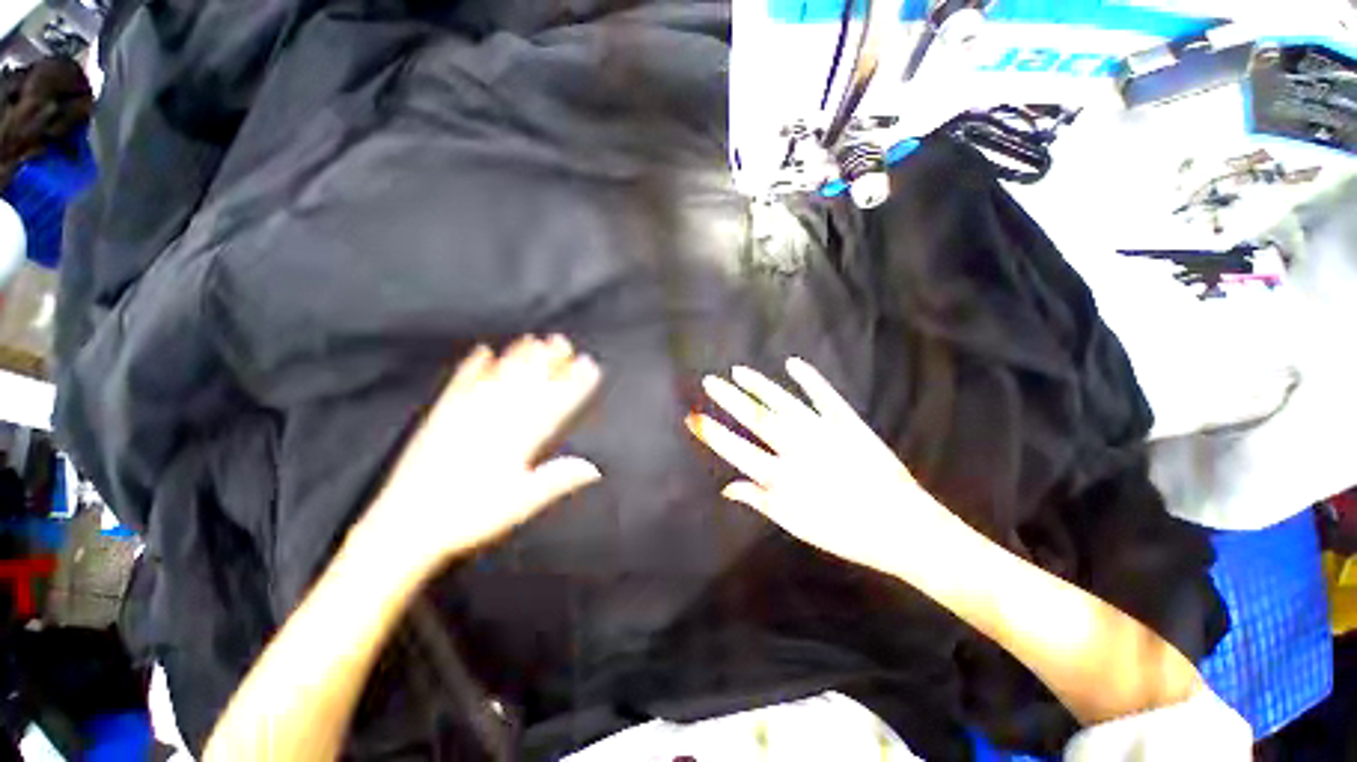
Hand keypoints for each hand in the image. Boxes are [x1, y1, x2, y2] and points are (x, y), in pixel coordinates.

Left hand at [367, 335, 602, 560]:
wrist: (405, 526)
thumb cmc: (468, 518)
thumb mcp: (520, 504)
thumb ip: (557, 480)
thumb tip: (594, 467)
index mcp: (516, 441)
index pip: (554, 405)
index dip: (575, 384)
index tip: (589, 366)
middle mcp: (493, 421)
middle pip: (527, 384)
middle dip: (548, 361)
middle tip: (562, 341)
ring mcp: (465, 415)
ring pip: (498, 378)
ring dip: (517, 357)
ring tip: (532, 340)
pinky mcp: (440, 417)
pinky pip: (460, 384)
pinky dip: (472, 367)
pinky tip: (481, 352)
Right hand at [686, 358, 963, 576]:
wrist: (903, 528)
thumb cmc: (845, 532)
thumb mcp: (796, 524)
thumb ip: (760, 500)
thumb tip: (726, 486)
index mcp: (783, 477)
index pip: (737, 450)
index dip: (713, 432)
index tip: (693, 417)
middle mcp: (798, 449)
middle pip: (756, 418)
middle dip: (729, 398)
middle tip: (709, 381)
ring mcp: (824, 432)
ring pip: (783, 403)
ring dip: (759, 385)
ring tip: (738, 371)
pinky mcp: (848, 423)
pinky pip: (825, 396)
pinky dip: (809, 378)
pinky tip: (793, 363)